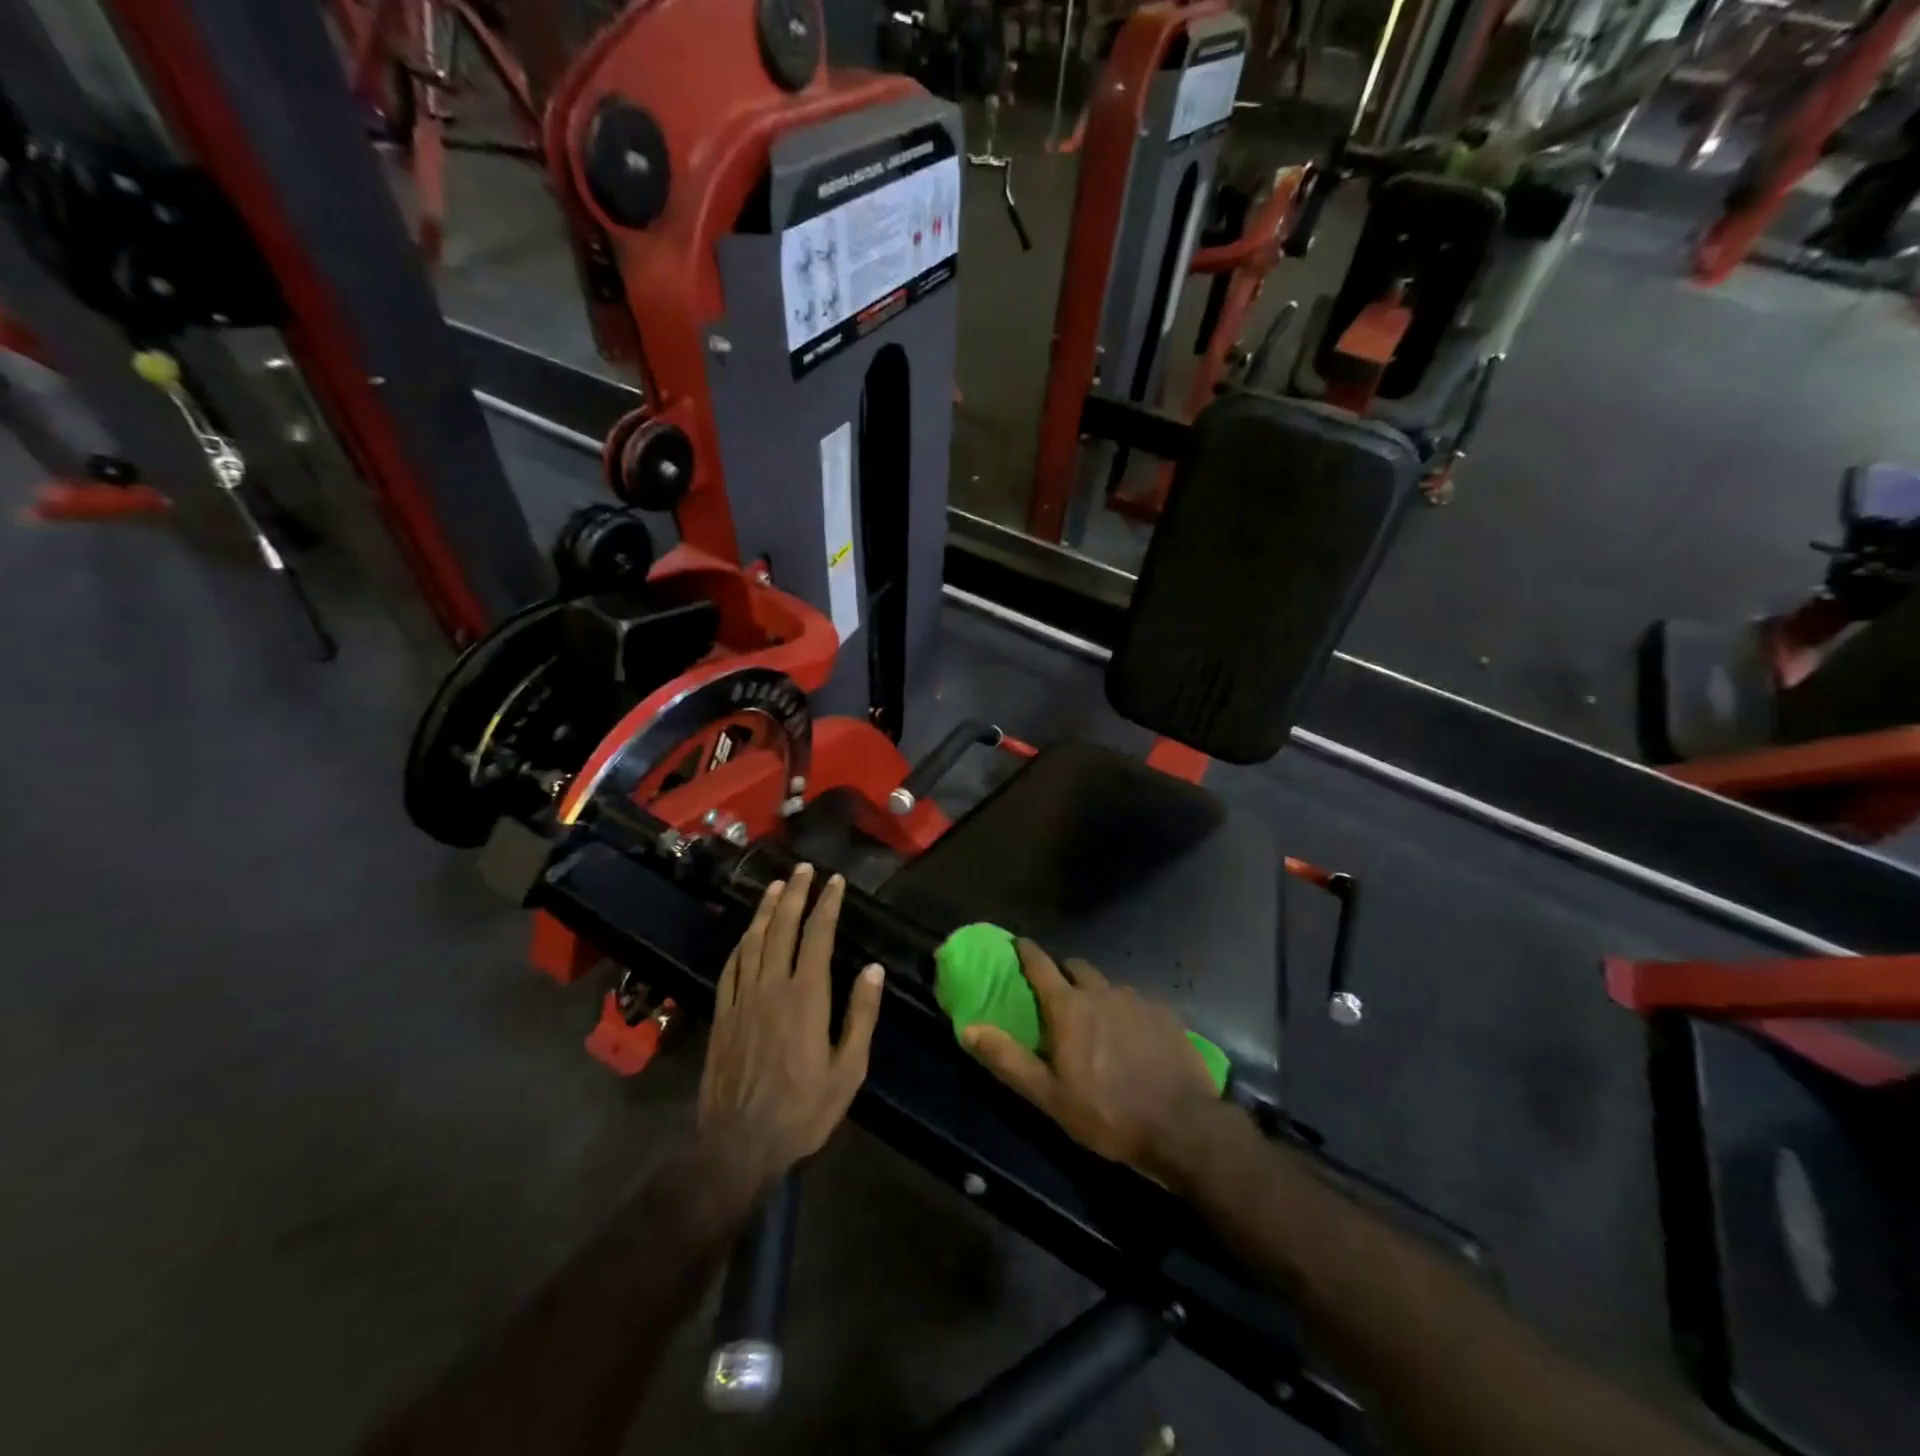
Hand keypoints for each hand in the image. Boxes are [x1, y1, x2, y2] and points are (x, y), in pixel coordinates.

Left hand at [698, 864, 885, 1186]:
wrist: (738, 1145)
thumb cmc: (803, 1111)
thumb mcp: (848, 1071)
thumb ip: (861, 1016)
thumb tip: (872, 970)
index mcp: (805, 998)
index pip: (817, 937)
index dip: (826, 905)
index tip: (835, 881)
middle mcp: (771, 987)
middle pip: (782, 928)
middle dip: (794, 894)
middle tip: (804, 869)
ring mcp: (742, 999)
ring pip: (753, 941)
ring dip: (766, 910)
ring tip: (776, 885)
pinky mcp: (722, 1015)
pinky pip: (731, 967)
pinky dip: (741, 943)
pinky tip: (747, 934)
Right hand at [962, 940, 1218, 1181]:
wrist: (1181, 1126)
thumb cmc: (1106, 1113)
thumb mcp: (1048, 1095)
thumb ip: (1008, 1058)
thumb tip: (969, 1027)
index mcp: (1069, 1007)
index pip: (1040, 965)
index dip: (1026, 951)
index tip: (1018, 943)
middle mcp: (1102, 992)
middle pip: (1077, 968)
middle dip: (1064, 973)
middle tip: (1059, 994)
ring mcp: (1137, 1000)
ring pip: (1109, 985)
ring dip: (1098, 995)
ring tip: (1099, 1022)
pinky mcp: (1166, 1013)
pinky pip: (1138, 1002)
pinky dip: (1128, 1012)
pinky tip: (1134, 1038)